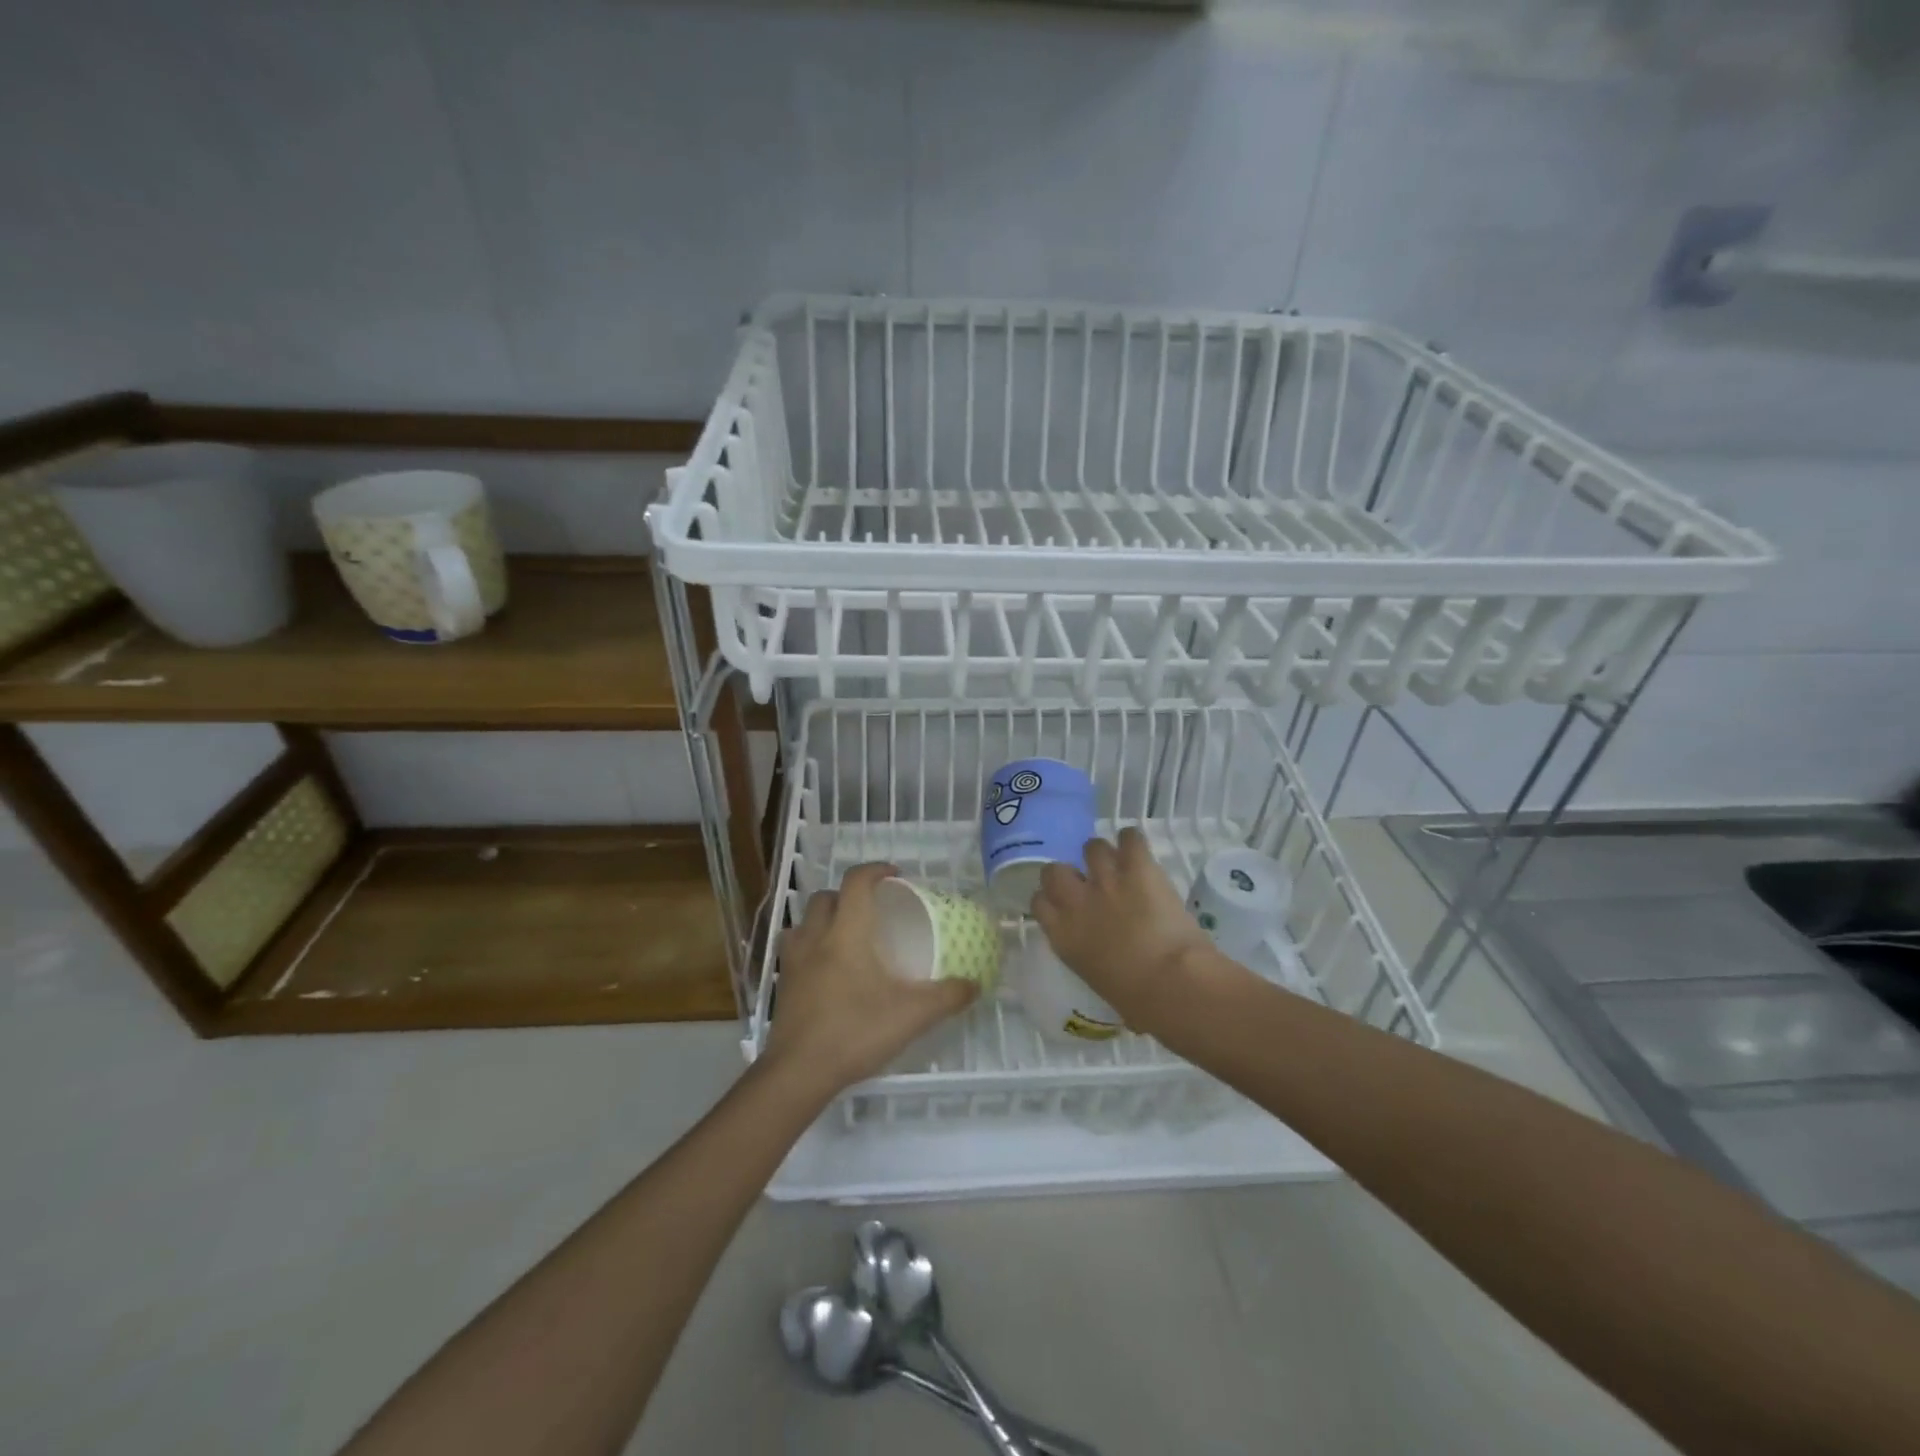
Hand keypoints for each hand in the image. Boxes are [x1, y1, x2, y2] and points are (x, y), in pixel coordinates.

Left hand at [763, 862, 977, 1097]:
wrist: (798, 1073)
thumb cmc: (855, 1032)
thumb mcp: (912, 1015)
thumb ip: (947, 997)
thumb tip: (975, 984)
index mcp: (846, 933)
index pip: (856, 882)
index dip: (876, 870)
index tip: (895, 876)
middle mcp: (815, 937)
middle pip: (826, 897)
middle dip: (849, 895)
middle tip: (873, 911)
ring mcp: (793, 961)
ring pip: (804, 921)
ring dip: (824, 919)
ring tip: (846, 936)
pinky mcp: (783, 984)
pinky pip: (795, 949)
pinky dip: (810, 946)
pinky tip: (827, 970)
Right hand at [1031, 828, 1230, 1035]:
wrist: (1172, 983)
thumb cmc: (1138, 1001)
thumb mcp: (1098, 981)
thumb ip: (1091, 959)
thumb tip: (1105, 960)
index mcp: (1062, 935)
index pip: (1039, 902)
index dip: (1051, 899)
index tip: (1065, 904)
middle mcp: (1076, 901)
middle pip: (1055, 870)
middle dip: (1069, 872)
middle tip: (1089, 882)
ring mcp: (1106, 879)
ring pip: (1092, 847)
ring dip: (1104, 855)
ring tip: (1119, 863)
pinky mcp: (1137, 867)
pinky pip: (1130, 837)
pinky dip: (1133, 841)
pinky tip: (1139, 850)